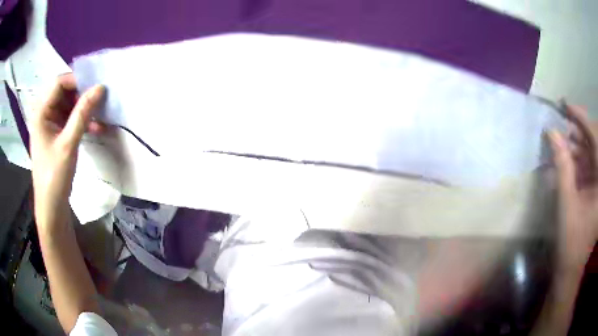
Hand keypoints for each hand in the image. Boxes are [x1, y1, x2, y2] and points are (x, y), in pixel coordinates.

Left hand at [31, 73, 104, 231]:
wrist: (51, 206)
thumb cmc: (54, 176)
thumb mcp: (68, 143)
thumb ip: (82, 113)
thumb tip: (100, 88)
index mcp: (41, 112)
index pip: (59, 83)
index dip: (77, 81)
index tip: (96, 87)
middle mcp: (44, 113)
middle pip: (65, 92)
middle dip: (83, 95)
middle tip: (99, 102)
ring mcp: (50, 123)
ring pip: (69, 104)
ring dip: (85, 109)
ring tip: (100, 118)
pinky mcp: (56, 132)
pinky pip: (70, 118)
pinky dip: (82, 120)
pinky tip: (95, 128)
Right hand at [549, 104, 597, 272]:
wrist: (571, 269)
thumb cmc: (571, 242)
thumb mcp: (567, 204)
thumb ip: (562, 166)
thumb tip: (552, 133)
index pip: (596, 141)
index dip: (583, 120)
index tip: (566, 105)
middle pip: (594, 145)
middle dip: (578, 133)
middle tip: (561, 125)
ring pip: (590, 154)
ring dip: (576, 147)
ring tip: (560, 143)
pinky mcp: (595, 190)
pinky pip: (588, 167)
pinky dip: (577, 161)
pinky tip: (566, 159)